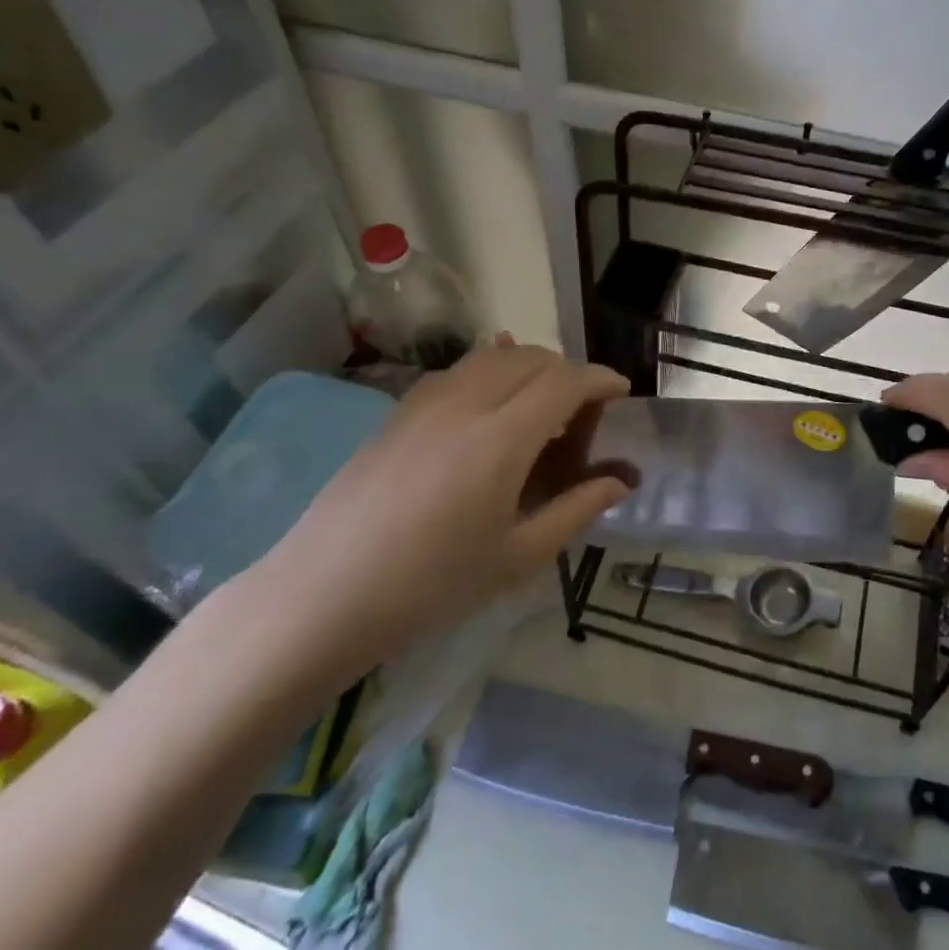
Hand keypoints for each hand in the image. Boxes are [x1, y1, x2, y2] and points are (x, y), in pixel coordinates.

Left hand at [236, 344, 632, 686]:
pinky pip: (456, 371)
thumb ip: (575, 510)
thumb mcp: (518, 556)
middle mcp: (466, 404)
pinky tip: (489, 399)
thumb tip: (619, 483)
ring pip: (490, 357)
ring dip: (528, 367)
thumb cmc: (432, 584)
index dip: (599, 379)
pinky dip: (488, 371)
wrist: (328, 592)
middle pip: (530, 359)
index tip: (620, 392)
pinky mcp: (398, 412)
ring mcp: (425, 403)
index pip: (564, 382)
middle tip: (583, 411)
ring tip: (540, 404)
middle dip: (568, 372)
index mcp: (501, 439)